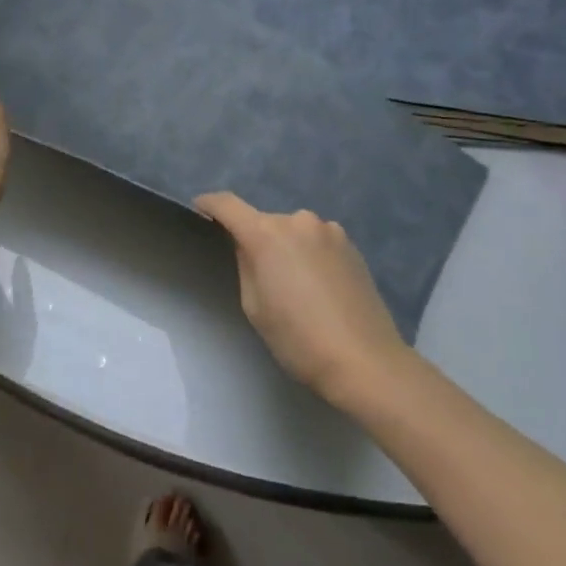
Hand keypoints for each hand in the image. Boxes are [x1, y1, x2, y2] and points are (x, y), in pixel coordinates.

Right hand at [194, 192, 405, 405]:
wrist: (366, 361)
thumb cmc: (299, 339)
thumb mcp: (255, 306)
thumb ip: (245, 265)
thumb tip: (247, 246)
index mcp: (267, 234)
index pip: (228, 205)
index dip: (209, 204)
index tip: (199, 209)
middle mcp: (298, 221)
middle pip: (264, 221)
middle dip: (256, 239)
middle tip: (258, 273)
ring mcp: (330, 230)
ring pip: (294, 232)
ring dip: (286, 247)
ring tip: (294, 284)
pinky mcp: (352, 245)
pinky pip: (317, 242)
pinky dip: (309, 254)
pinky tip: (318, 287)